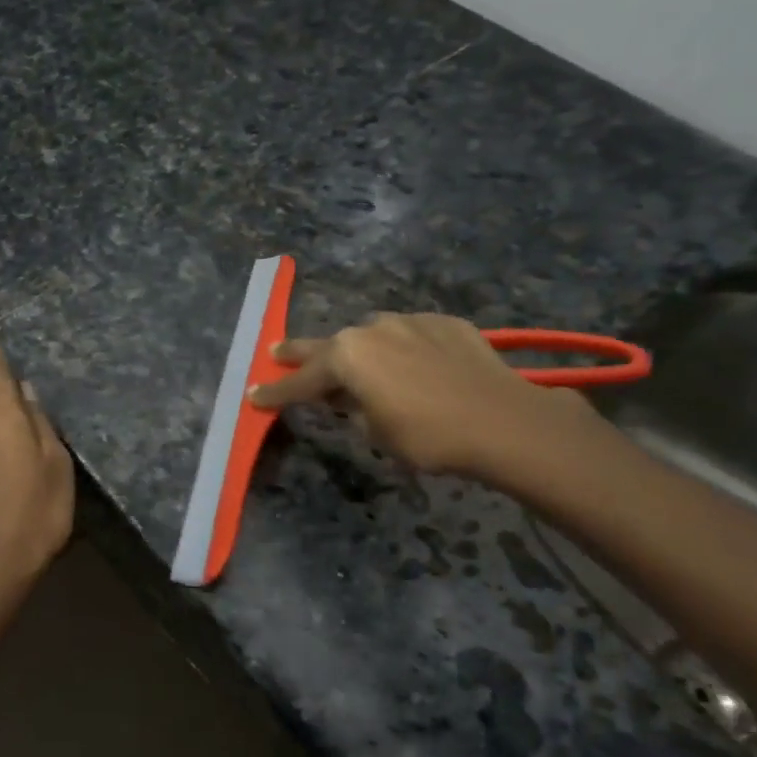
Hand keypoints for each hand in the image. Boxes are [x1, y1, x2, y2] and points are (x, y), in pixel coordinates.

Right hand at [248, 312, 599, 488]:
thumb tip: (352, 398)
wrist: (503, 420)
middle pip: (326, 345)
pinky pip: (410, 335)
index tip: (254, 396)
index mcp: (347, 357)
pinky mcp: (445, 323)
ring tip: (358, 366)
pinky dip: (402, 350)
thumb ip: (355, 409)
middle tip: (276, 352)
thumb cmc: (428, 435)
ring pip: (371, 335)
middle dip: (299, 353)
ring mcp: (410, 321)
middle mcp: (371, 329)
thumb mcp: (377, 432)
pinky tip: (413, 365)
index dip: (276, 393)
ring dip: (359, 351)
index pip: (300, 381)